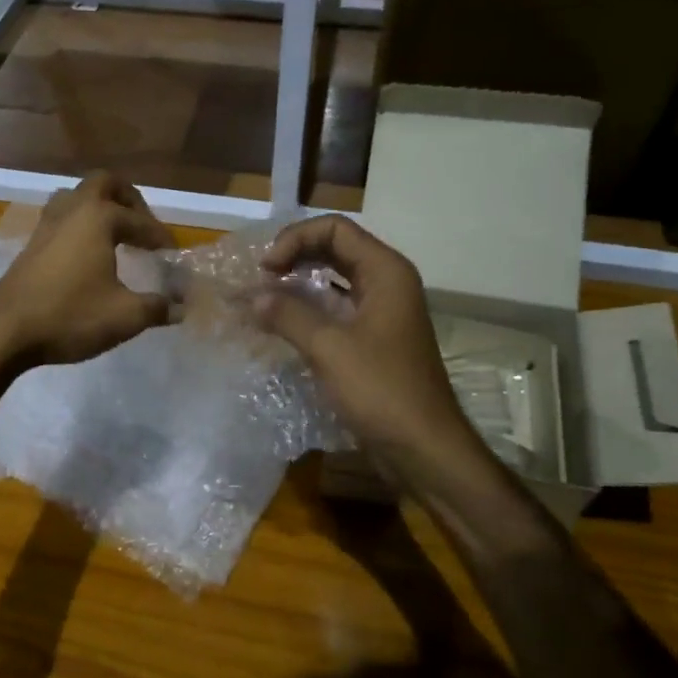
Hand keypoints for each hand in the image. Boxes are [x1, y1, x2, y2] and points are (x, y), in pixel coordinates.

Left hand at [0, 173, 175, 368]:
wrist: (4, 331)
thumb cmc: (69, 316)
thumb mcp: (124, 316)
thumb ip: (157, 308)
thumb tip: (180, 308)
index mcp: (98, 218)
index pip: (139, 221)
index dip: (161, 237)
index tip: (173, 254)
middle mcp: (72, 211)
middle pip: (103, 183)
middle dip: (128, 199)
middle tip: (142, 224)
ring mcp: (46, 226)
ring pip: (75, 197)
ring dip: (98, 207)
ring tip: (114, 234)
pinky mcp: (30, 245)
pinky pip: (60, 219)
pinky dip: (80, 226)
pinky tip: (86, 255)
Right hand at [254, 215, 476, 468]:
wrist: (423, 448)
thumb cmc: (381, 391)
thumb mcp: (329, 349)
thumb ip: (288, 315)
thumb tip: (254, 297)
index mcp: (385, 272)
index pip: (335, 229)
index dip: (295, 239)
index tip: (265, 269)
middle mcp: (387, 284)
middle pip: (335, 249)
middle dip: (294, 256)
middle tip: (261, 279)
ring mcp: (382, 313)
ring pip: (335, 281)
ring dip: (299, 284)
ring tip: (264, 298)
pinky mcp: (374, 340)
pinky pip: (337, 310)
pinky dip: (309, 311)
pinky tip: (282, 324)